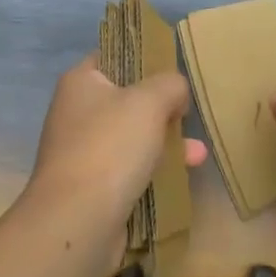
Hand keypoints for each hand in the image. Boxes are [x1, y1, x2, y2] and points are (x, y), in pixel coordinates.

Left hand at [22, 55, 206, 265]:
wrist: (77, 222)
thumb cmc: (110, 146)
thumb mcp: (150, 100)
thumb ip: (170, 84)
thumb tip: (176, 91)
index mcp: (81, 82)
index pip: (114, 55)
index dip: (144, 57)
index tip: (174, 67)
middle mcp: (77, 113)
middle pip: (128, 98)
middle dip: (162, 107)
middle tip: (189, 112)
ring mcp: (84, 152)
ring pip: (133, 137)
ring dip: (165, 142)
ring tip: (198, 152)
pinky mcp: (94, 187)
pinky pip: (131, 169)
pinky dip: (155, 170)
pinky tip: (184, 175)